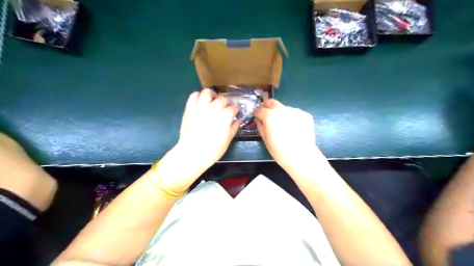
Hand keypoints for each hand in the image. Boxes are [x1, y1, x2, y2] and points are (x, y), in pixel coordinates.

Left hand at [157, 89, 240, 192]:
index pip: (233, 108)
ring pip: (207, 92)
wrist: (192, 154)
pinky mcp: (189, 108)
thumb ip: (233, 128)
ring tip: (213, 100)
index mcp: (224, 117)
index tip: (235, 112)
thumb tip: (238, 120)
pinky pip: (194, 96)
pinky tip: (202, 101)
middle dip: (226, 102)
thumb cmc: (212, 150)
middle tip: (225, 107)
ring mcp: (200, 107)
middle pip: (222, 99)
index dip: (235, 110)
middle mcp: (213, 109)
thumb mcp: (227, 140)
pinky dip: (198, 96)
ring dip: (212, 95)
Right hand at [256, 99, 321, 169]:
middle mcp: (282, 110)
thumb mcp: (266, 139)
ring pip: (284, 108)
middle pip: (272, 102)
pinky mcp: (305, 115)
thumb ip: (260, 126)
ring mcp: (295, 111)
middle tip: (266, 113)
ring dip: (281, 113)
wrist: (301, 156)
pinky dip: (292, 118)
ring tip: (283, 125)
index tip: (256, 117)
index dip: (256, 114)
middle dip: (266, 106)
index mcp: (270, 116)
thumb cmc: (280, 151)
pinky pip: (295, 114)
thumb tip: (258, 120)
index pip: (260, 110)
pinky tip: (293, 128)